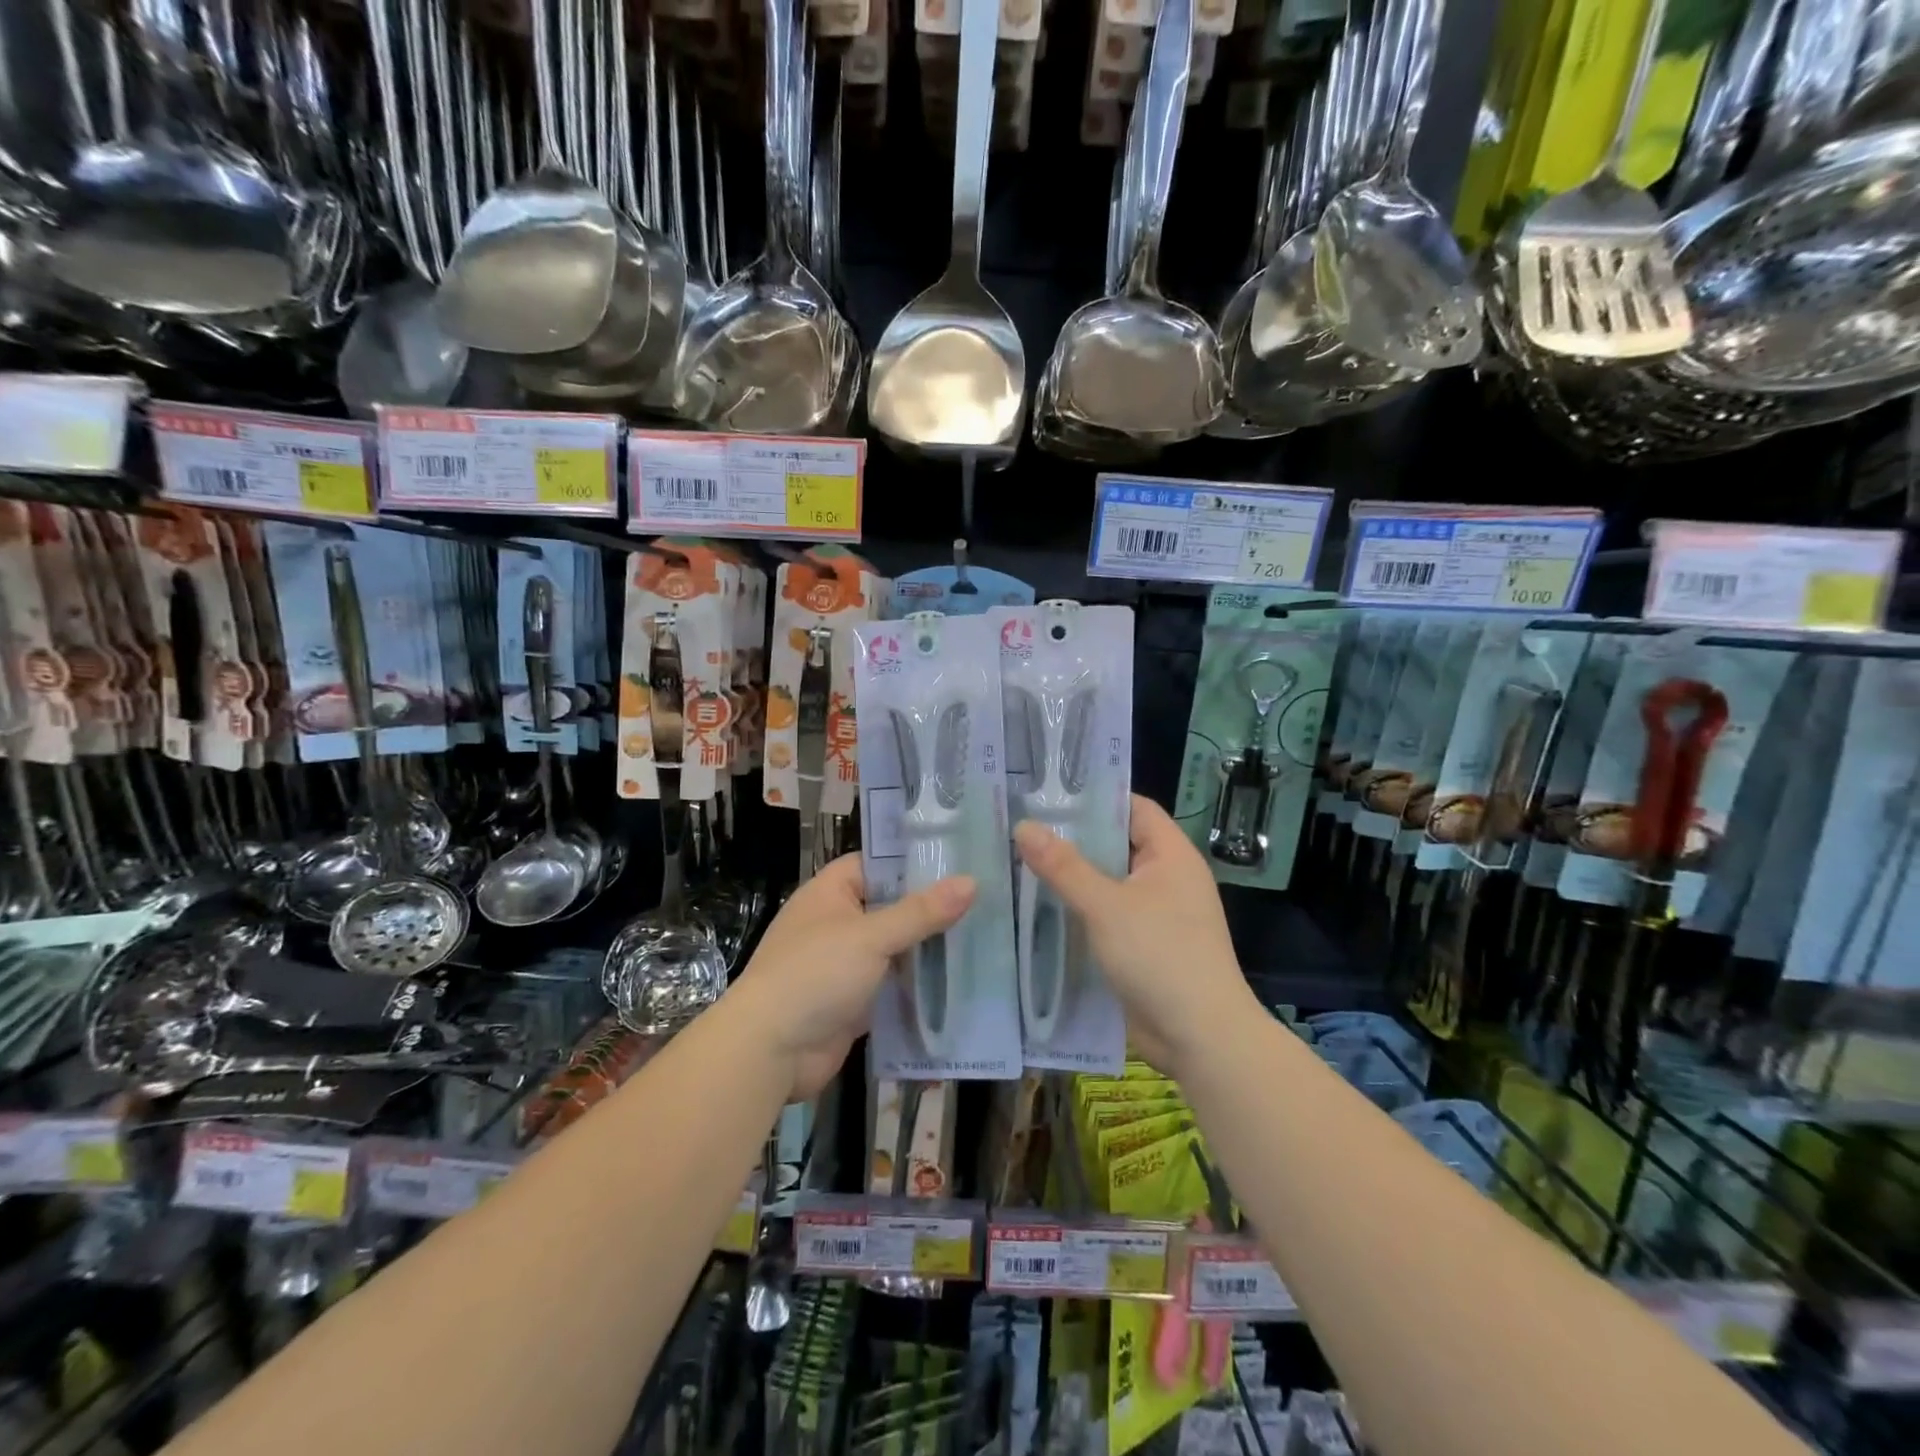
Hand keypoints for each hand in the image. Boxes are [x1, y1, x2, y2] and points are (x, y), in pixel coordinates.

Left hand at [728, 855, 974, 1098]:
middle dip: (931, 909)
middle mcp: (837, 923)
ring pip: (894, 948)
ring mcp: (844, 964)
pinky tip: (959, 981)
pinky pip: (892, 985)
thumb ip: (921, 912)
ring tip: (984, 937)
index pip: (877, 864)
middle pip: (891, 907)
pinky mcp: (854, 1002)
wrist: (770, 1051)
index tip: (960, 861)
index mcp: (831, 893)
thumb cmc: (816, 974)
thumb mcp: (871, 936)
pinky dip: (917, 985)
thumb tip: (971, 882)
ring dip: (928, 949)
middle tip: (985, 900)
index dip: (914, 862)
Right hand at [1015, 795, 1251, 1074]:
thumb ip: (1063, 866)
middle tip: (1021, 828)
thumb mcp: (1106, 906)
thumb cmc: (1159, 956)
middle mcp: (1166, 877)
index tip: (1047, 794)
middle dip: (1072, 839)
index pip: (1132, 808)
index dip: (1094, 798)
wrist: (1200, 1037)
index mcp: (1170, 855)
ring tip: (1019, 863)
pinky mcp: (1143, 946)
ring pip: (1107, 883)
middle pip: (1116, 844)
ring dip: (1071, 878)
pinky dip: (1078, 910)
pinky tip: (1038, 909)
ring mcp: (1155, 913)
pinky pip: (1106, 916)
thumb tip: (1024, 826)